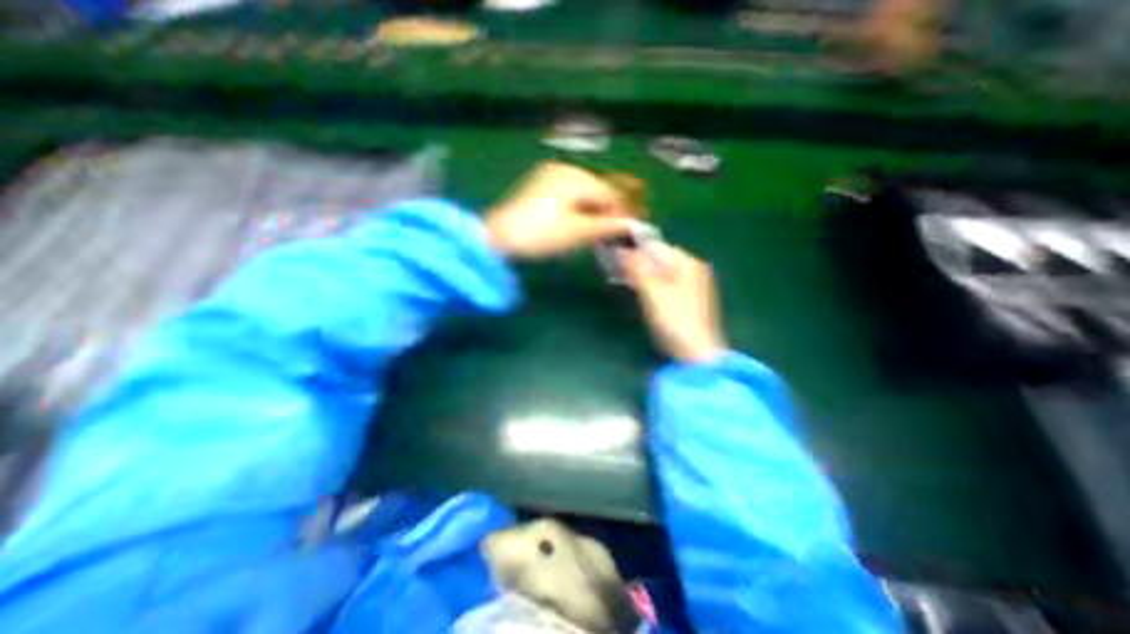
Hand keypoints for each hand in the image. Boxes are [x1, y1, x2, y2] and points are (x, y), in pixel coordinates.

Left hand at [484, 162, 633, 256]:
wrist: (500, 236)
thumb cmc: (541, 234)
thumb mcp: (577, 232)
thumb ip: (607, 226)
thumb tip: (633, 225)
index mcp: (575, 177)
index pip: (609, 192)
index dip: (622, 211)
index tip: (630, 230)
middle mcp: (564, 170)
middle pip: (597, 190)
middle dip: (607, 211)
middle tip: (613, 234)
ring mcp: (550, 176)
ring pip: (584, 193)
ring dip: (593, 211)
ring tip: (596, 232)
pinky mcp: (541, 186)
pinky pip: (569, 195)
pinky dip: (578, 208)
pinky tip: (578, 223)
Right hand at [623, 244, 728, 364]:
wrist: (696, 354)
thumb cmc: (675, 320)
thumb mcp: (653, 292)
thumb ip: (636, 269)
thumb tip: (618, 250)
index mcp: (688, 263)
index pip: (656, 246)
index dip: (633, 249)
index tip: (613, 255)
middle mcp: (692, 270)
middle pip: (659, 258)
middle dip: (636, 261)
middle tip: (615, 269)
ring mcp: (691, 286)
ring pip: (660, 272)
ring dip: (641, 274)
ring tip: (621, 279)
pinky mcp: (686, 301)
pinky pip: (663, 284)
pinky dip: (649, 285)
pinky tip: (638, 292)